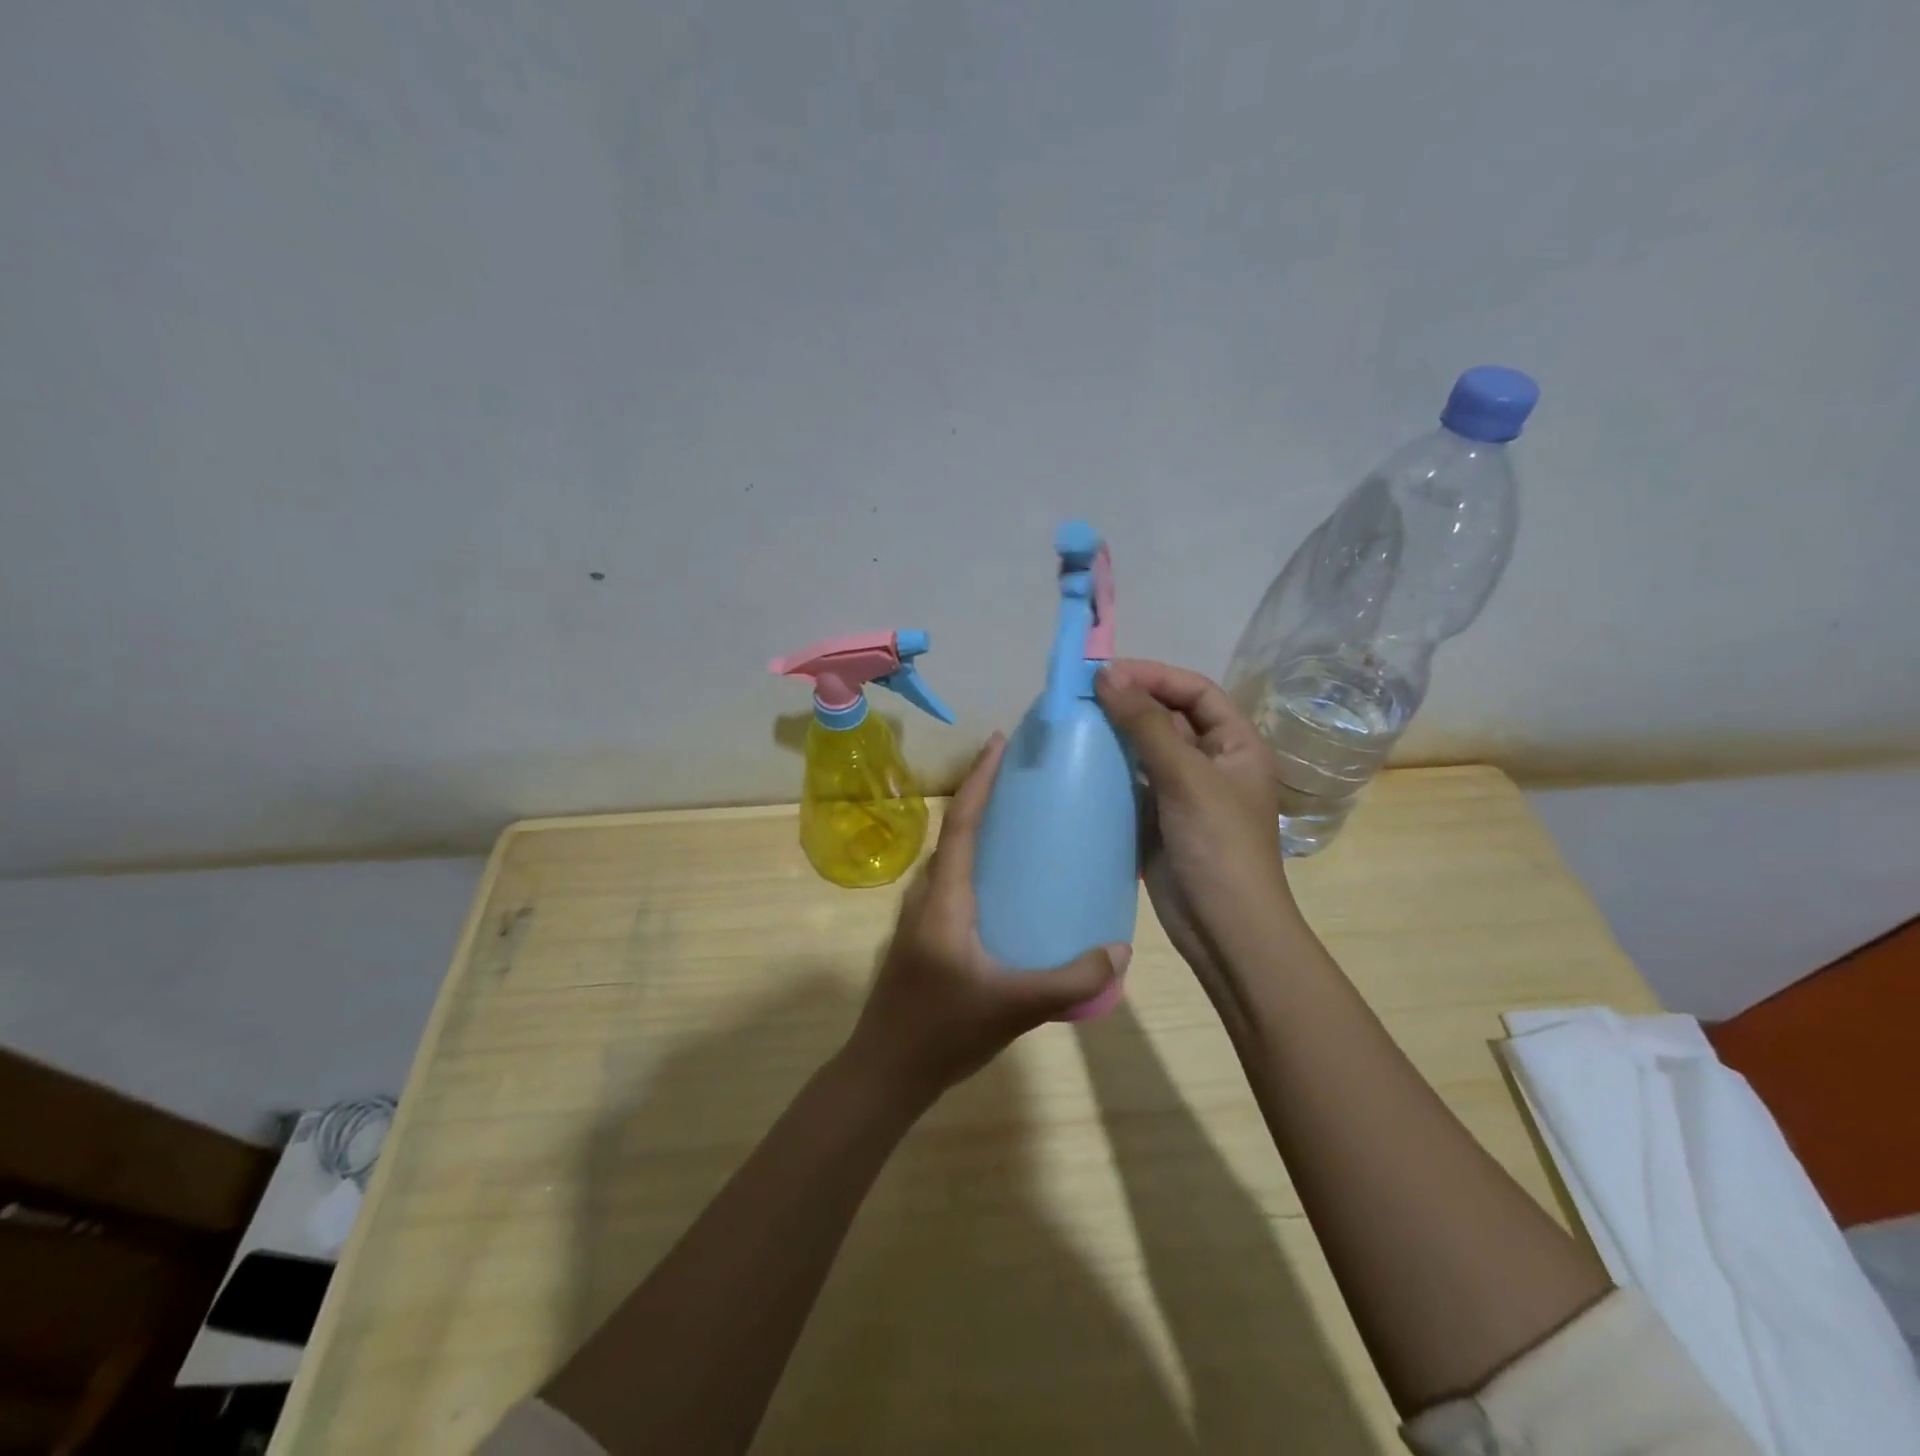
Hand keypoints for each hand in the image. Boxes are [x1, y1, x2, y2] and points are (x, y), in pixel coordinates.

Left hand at [844, 733, 1128, 1104]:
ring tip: (1022, 823)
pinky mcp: (923, 935)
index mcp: (944, 897)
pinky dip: (977, 863)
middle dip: (985, 796)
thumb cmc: (942, 1030)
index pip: (962, 823)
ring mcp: (920, 915)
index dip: (980, 779)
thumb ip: (1070, 981)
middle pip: (955, 831)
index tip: (999, 742)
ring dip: (979, 830)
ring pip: (951, 858)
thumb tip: (1120, 952)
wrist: (884, 1071)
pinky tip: (1007, 886)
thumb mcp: (1013, 1006)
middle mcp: (926, 895)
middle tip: (1026, 779)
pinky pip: (952, 882)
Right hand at [1094, 660, 1299, 1009]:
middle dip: (1129, 702)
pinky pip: (1130, 782)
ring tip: (1072, 722)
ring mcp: (1182, 792)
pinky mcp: (1157, 819)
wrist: (1223, 928)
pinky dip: (1107, 770)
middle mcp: (1210, 761)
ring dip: (1114, 735)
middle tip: (1080, 695)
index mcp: (1235, 744)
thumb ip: (1147, 724)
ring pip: (1144, 749)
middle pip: (1167, 717)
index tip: (1107, 673)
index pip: (1194, 691)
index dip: (1154, 676)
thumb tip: (1107, 675)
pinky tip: (1077, 763)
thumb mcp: (1187, 777)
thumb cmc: (1218, 845)